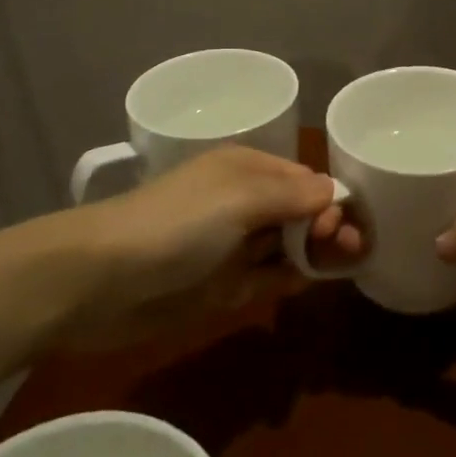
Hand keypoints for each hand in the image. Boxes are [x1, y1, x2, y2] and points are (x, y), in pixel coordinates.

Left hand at [63, 147, 361, 346]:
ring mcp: (231, 246)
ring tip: (347, 264)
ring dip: (315, 252)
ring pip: (286, 245)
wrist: (101, 280)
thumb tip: (334, 192)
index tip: (343, 224)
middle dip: (328, 225)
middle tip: (355, 248)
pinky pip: (266, 278)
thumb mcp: (239, 198)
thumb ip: (292, 196)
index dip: (329, 198)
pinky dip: (289, 278)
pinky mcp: (221, 286)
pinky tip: (308, 282)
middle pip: (299, 212)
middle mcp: (242, 203)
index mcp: (246, 170)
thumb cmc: (178, 224)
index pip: (303, 179)